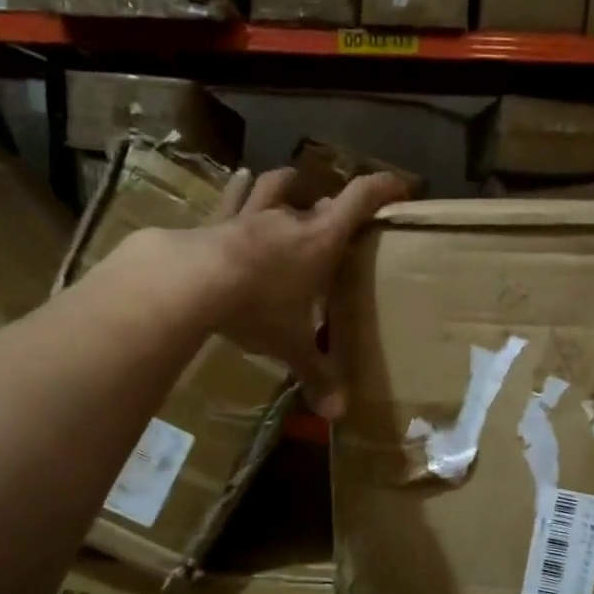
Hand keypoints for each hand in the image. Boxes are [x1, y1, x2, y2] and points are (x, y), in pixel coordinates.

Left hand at [199, 166, 408, 416]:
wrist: (193, 280)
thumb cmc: (258, 307)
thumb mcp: (291, 345)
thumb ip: (316, 375)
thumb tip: (339, 415)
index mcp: (320, 242)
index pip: (360, 201)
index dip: (383, 189)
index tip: (401, 187)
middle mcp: (291, 220)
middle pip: (321, 204)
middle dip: (333, 209)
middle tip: (339, 220)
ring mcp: (252, 216)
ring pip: (276, 189)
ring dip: (287, 185)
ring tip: (293, 180)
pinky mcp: (218, 221)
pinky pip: (233, 198)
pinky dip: (240, 188)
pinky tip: (241, 178)